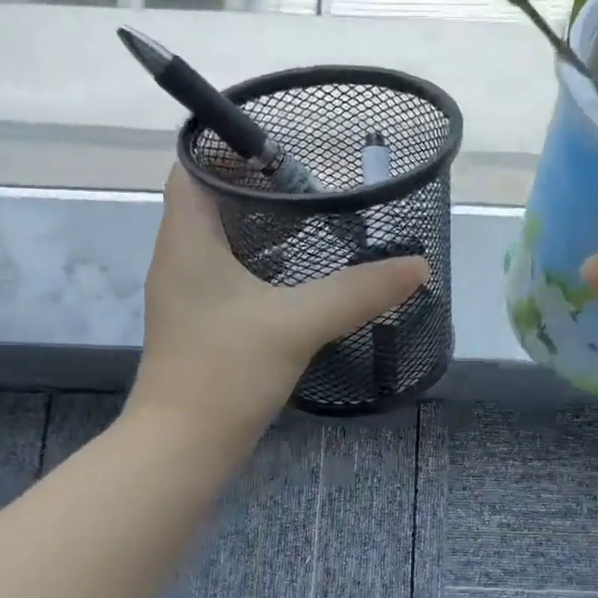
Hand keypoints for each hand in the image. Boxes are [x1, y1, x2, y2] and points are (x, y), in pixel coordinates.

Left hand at [130, 168, 428, 443]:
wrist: (183, 448)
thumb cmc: (226, 371)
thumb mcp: (297, 323)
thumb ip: (358, 291)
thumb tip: (417, 265)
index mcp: (188, 240)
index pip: (192, 168)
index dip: (227, 149)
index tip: (282, 152)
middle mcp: (180, 259)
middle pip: (211, 202)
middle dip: (258, 189)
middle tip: (313, 189)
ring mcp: (189, 296)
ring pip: (222, 242)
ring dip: (262, 230)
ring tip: (315, 227)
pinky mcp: (203, 326)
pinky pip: (230, 277)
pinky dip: (263, 269)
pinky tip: (300, 282)